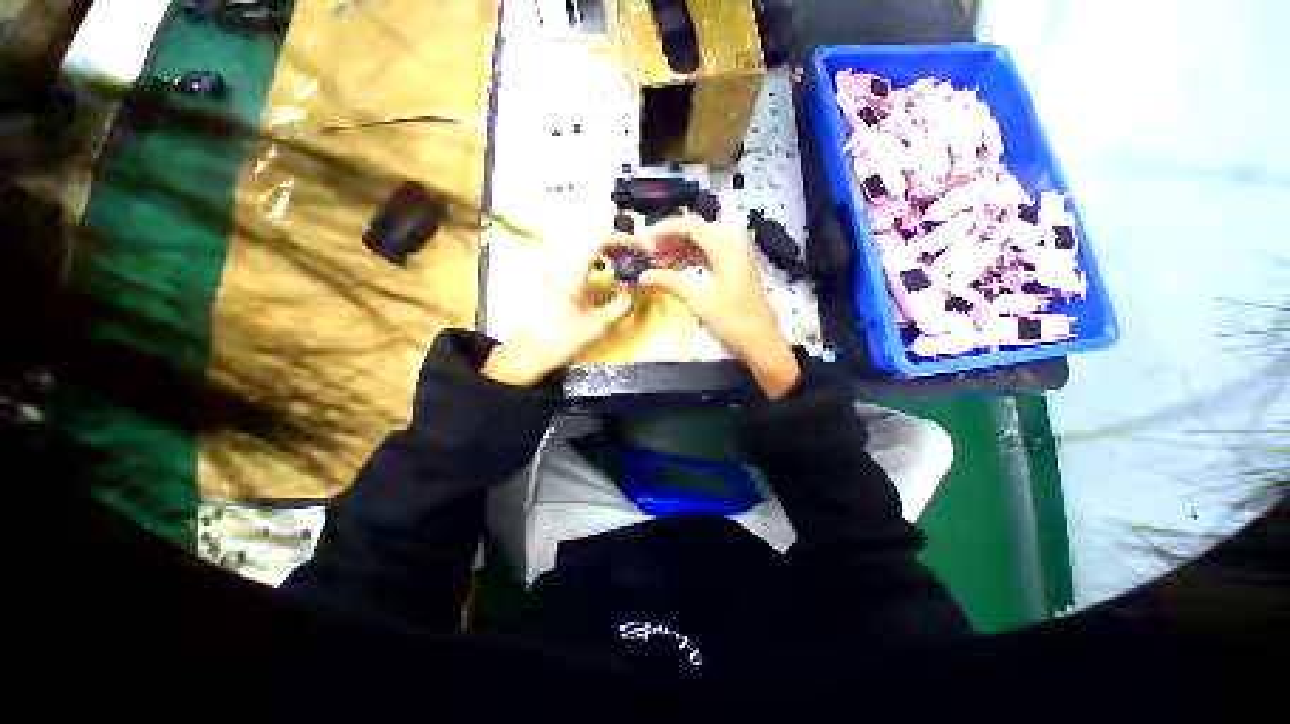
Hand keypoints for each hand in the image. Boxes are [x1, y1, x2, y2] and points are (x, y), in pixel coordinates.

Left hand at [482, 236, 634, 386]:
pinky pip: (574, 254)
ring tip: (621, 260)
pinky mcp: (550, 274)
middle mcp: (560, 261)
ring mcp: (552, 266)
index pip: (599, 238)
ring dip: (604, 247)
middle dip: (616, 242)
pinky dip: (592, 255)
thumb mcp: (599, 326)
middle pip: (590, 235)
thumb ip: (621, 305)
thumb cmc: (563, 340)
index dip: (623, 239)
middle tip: (633, 254)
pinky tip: (601, 269)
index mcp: (571, 271)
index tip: (640, 249)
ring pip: (581, 242)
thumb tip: (634, 289)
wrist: (530, 352)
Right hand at [638, 214, 799, 397]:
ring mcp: (736, 257)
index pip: (691, 226)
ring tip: (657, 261)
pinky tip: (675, 267)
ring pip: (702, 242)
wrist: (761, 344)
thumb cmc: (733, 323)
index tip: (643, 241)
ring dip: (679, 248)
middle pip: (697, 230)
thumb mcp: (699, 303)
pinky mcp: (735, 269)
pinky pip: (709, 255)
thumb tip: (643, 276)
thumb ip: (672, 283)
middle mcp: (733, 246)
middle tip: (648, 252)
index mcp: (727, 250)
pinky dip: (691, 258)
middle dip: (670, 238)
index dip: (664, 230)